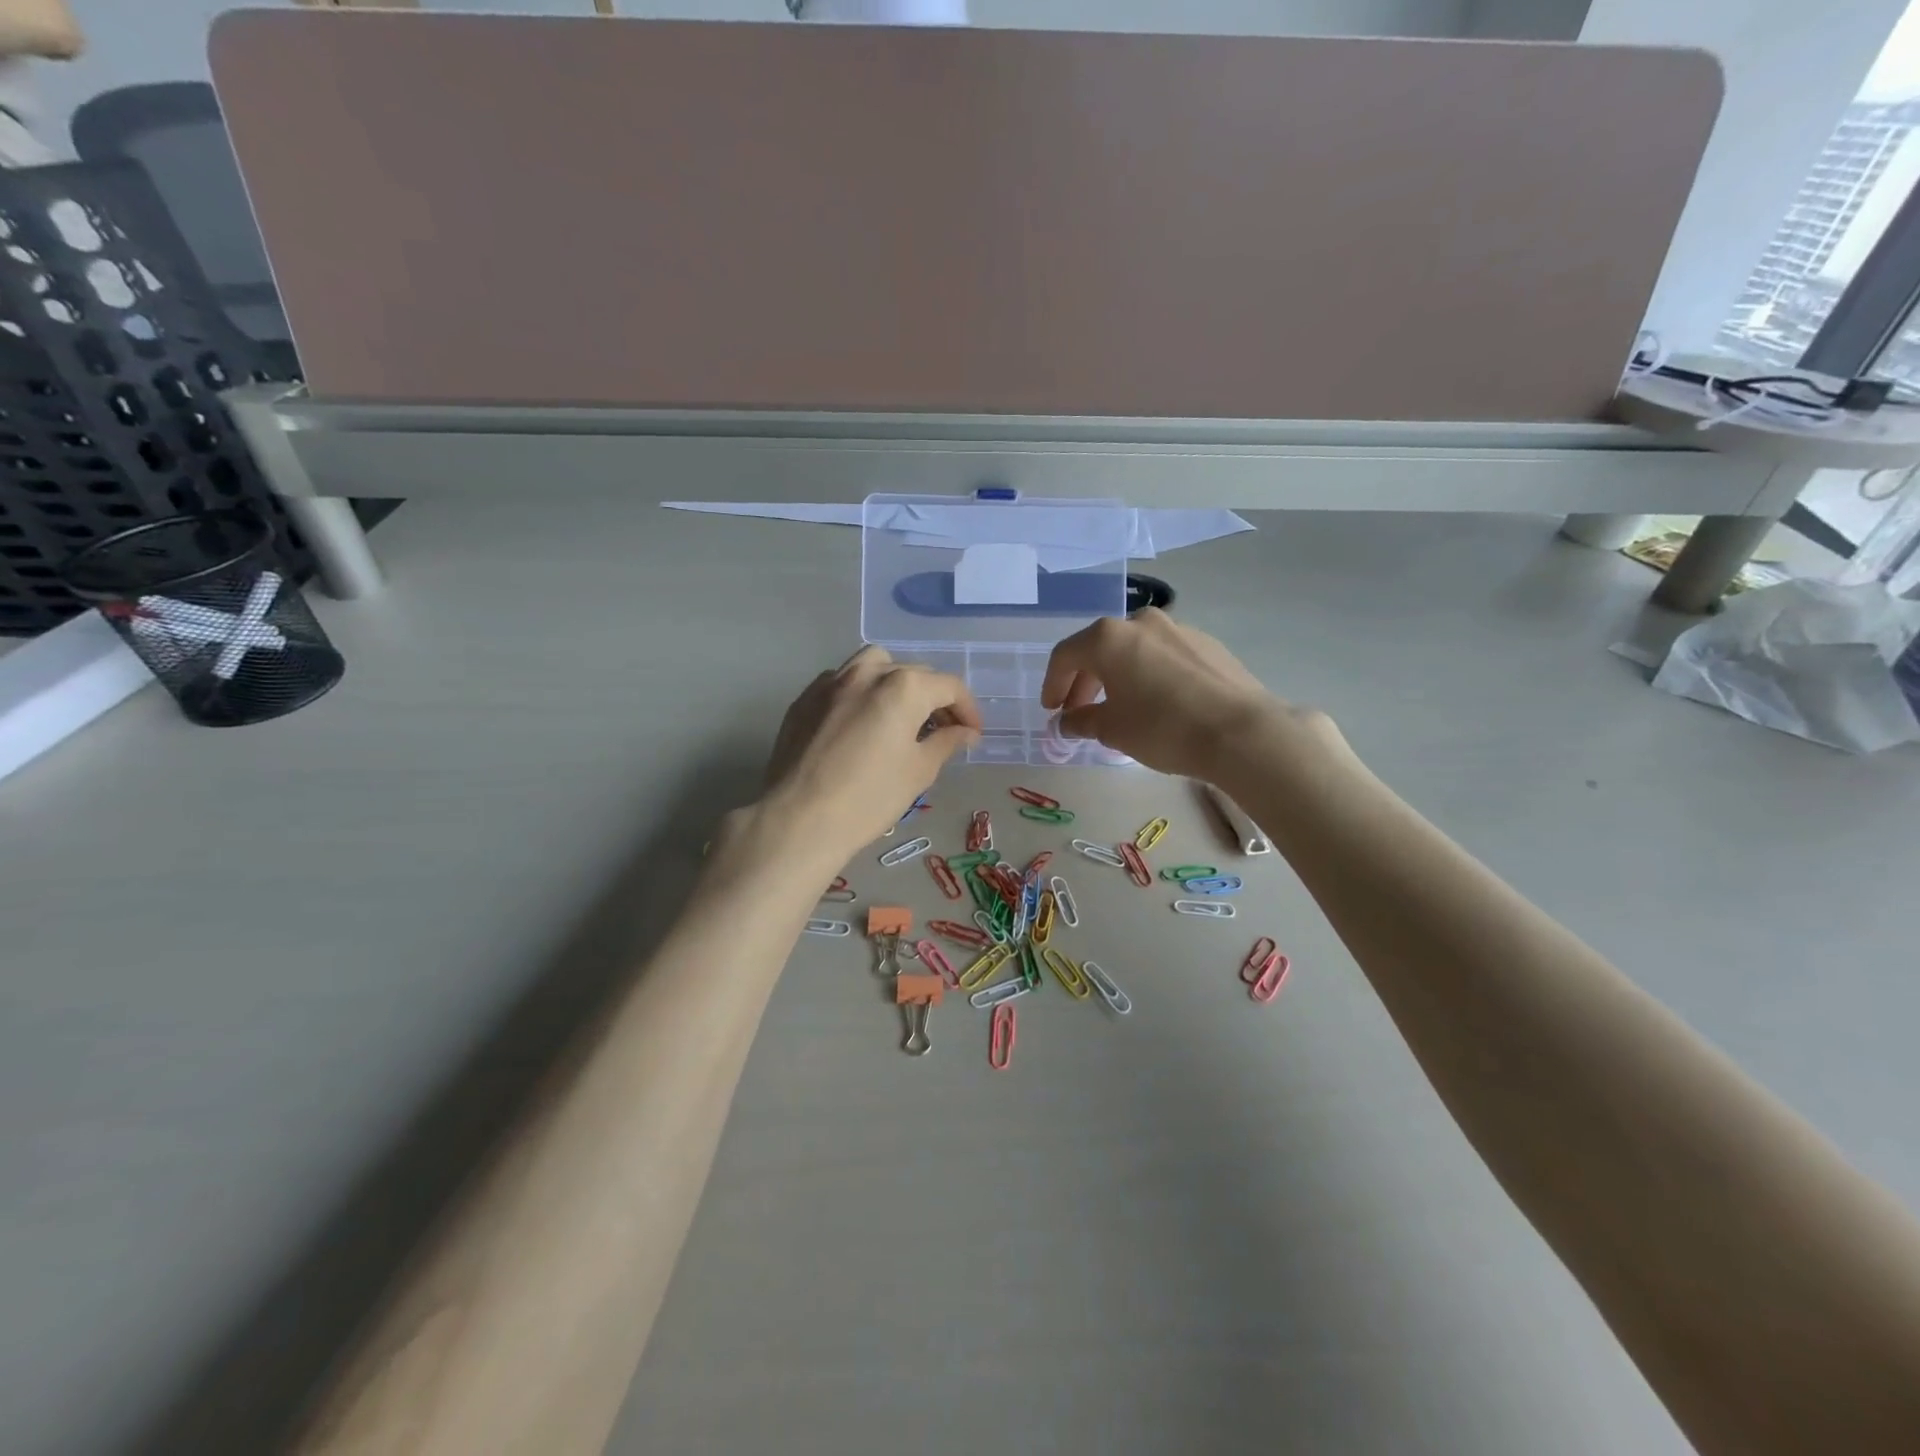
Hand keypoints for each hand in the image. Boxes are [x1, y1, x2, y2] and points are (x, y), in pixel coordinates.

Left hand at [760, 646, 980, 861]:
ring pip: (874, 666)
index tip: (972, 734)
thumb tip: (965, 732)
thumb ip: (946, 742)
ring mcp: (831, 682)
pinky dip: (861, 693)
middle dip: (934, 698)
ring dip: (895, 683)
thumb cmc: (869, 797)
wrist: (799, 819)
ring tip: (900, 716)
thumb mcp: (919, 771)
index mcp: (903, 687)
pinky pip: (842, 682)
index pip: (949, 687)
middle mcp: (868, 672)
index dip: (968, 710)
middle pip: (913, 673)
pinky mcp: (805, 698)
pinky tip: (861, 723)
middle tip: (942, 731)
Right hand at [1040, 609, 1330, 779]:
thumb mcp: (1113, 730)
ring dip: (1118, 676)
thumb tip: (1067, 722)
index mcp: (1109, 638)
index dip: (1053, 684)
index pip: (1066, 655)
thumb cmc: (1163, 728)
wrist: (1241, 732)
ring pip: (1134, 650)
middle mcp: (1141, 623)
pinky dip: (1149, 674)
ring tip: (1118, 707)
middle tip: (1079, 711)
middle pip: (1100, 648)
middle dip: (1084, 681)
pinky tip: (1157, 703)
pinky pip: (1163, 656)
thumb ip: (1082, 721)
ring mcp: (1178, 629)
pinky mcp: (1207, 644)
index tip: (1052, 711)